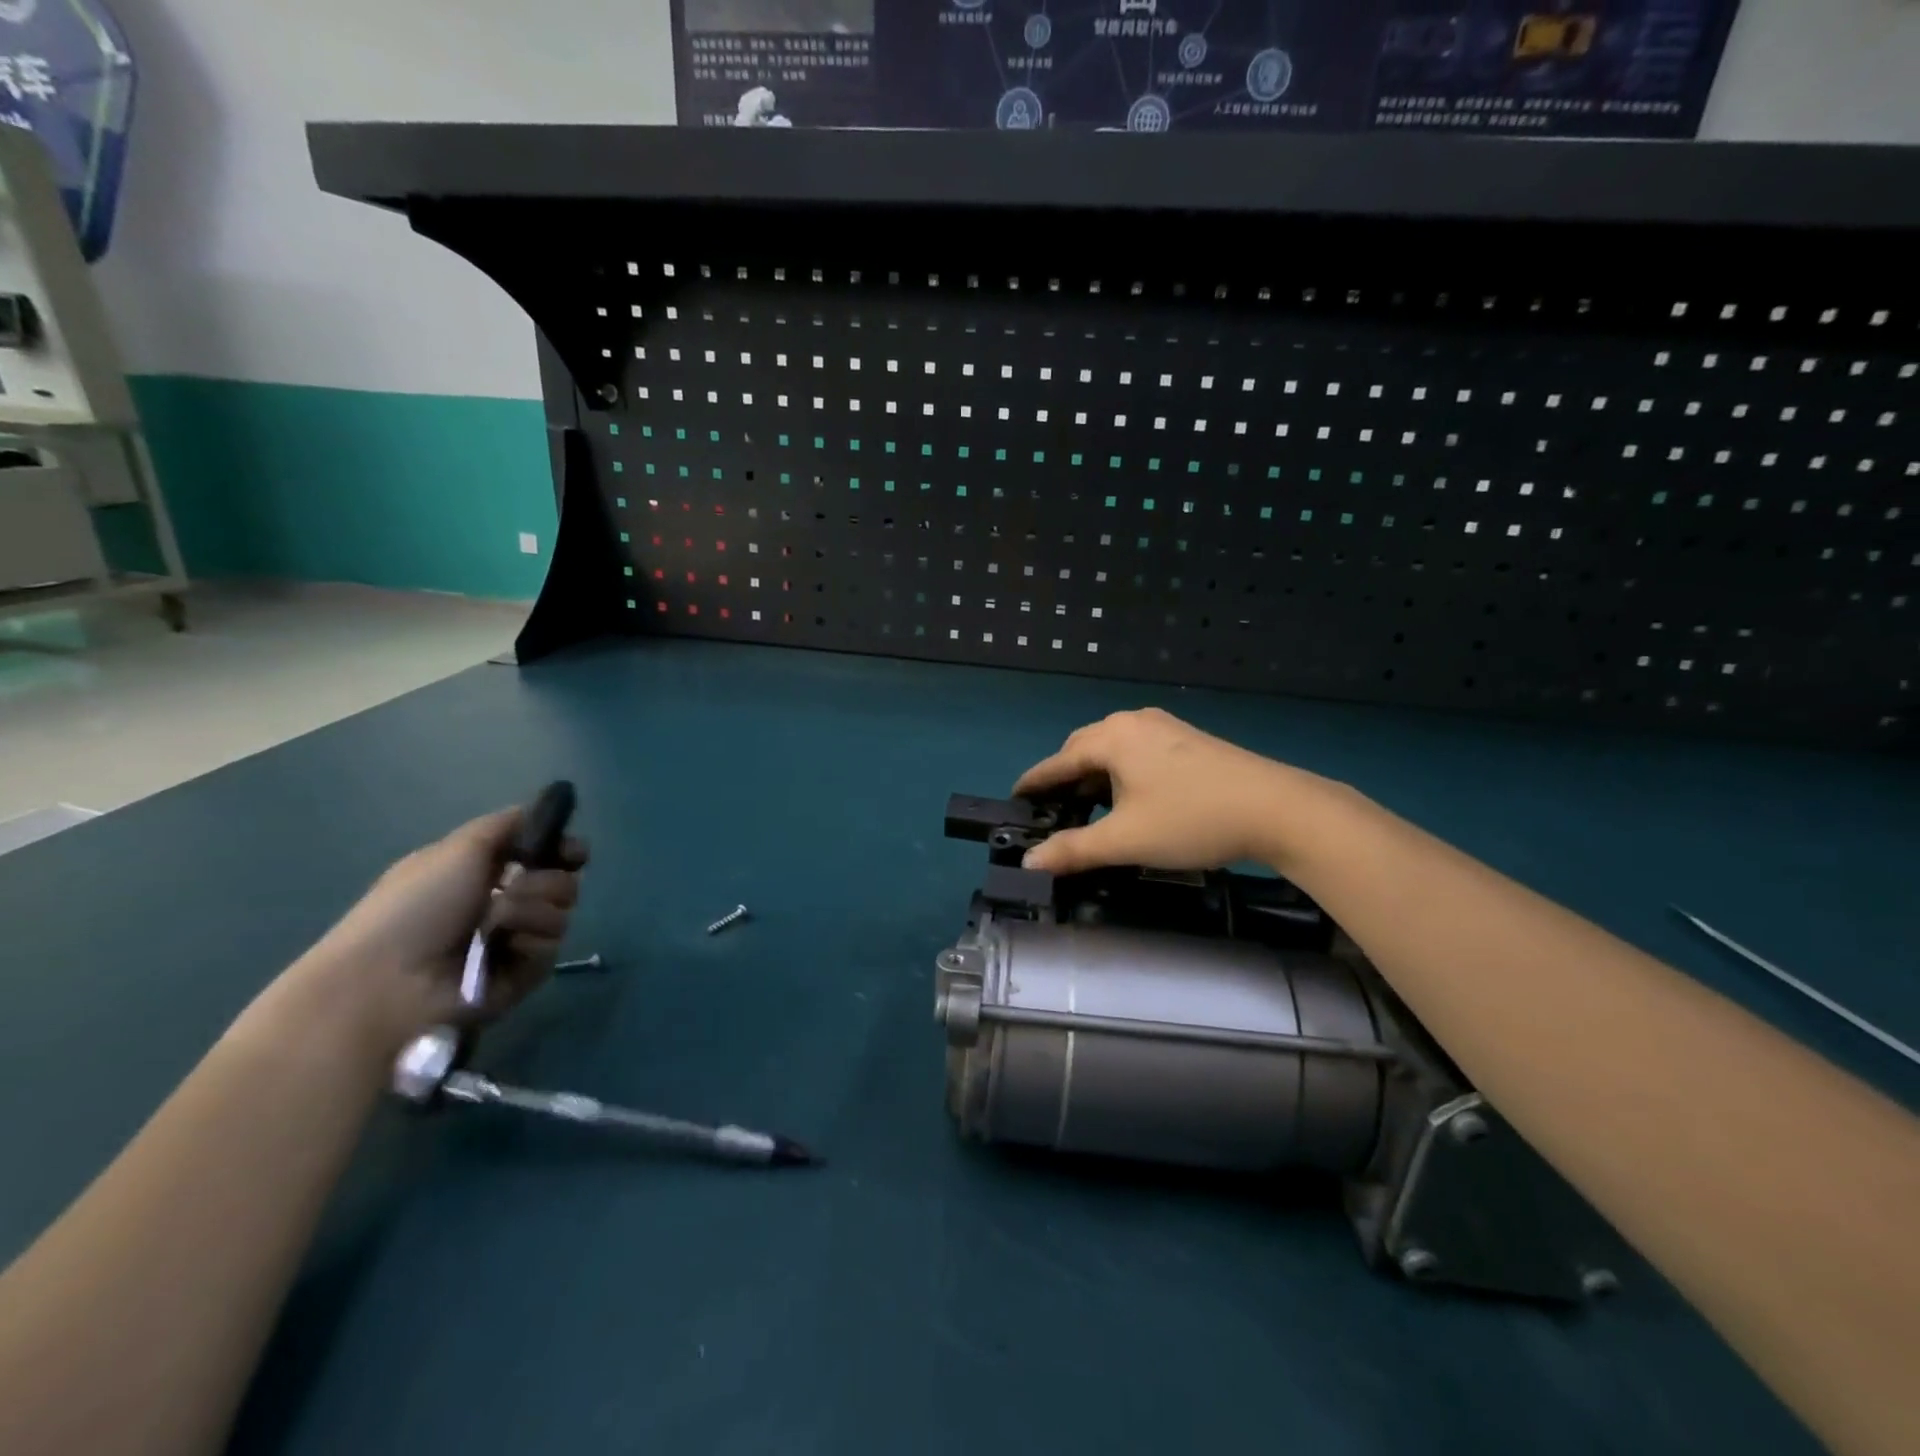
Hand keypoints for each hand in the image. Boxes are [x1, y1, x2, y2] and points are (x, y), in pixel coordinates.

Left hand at [281, 808, 589, 1054]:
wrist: (389, 980)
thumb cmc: (416, 905)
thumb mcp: (458, 848)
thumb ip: (507, 824)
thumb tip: (547, 808)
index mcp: (486, 873)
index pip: (547, 856)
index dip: (566, 850)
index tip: (574, 852)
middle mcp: (506, 904)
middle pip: (564, 881)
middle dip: (546, 880)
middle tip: (513, 887)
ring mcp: (516, 941)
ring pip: (560, 913)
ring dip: (529, 911)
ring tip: (493, 925)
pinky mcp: (523, 975)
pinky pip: (551, 948)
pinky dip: (527, 943)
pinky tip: (499, 950)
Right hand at [1014, 708, 1332, 875]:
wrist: (1276, 808)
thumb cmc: (1190, 819)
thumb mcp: (1126, 840)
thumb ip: (1073, 850)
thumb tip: (1029, 862)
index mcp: (1111, 738)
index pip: (1058, 761)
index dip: (1034, 782)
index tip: (1014, 797)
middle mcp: (1133, 722)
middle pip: (1084, 748)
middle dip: (1065, 777)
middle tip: (1054, 810)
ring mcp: (1164, 727)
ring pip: (1114, 749)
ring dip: (1096, 775)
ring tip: (1091, 808)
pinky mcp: (1188, 739)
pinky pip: (1138, 750)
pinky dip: (1122, 771)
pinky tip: (1131, 798)